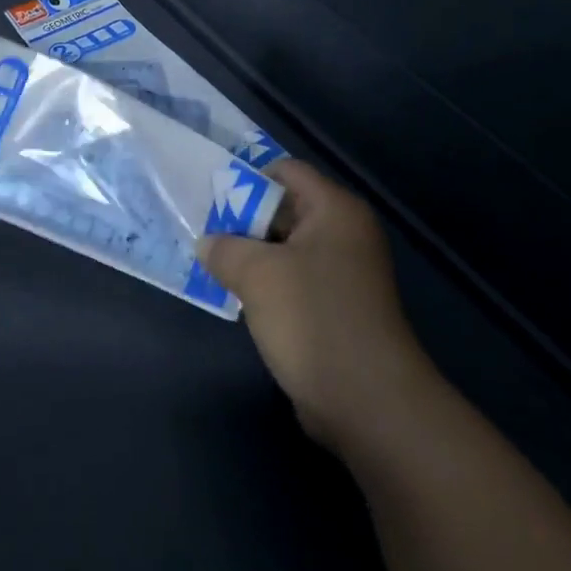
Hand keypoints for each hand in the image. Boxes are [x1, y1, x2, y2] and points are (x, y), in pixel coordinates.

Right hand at [200, 159, 428, 451]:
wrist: (367, 400)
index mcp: (335, 210)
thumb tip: (207, 243)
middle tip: (202, 231)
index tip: (209, 197)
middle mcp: (345, 233)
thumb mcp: (257, 274)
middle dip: (243, 219)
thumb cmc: (313, 318)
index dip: (246, 178)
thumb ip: (225, 248)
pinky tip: (237, 296)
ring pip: (287, 248)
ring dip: (252, 255)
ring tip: (211, 262)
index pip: (287, 171)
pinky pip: (295, 280)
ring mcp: (344, 273)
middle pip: (286, 208)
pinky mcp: (337, 308)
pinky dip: (267, 284)